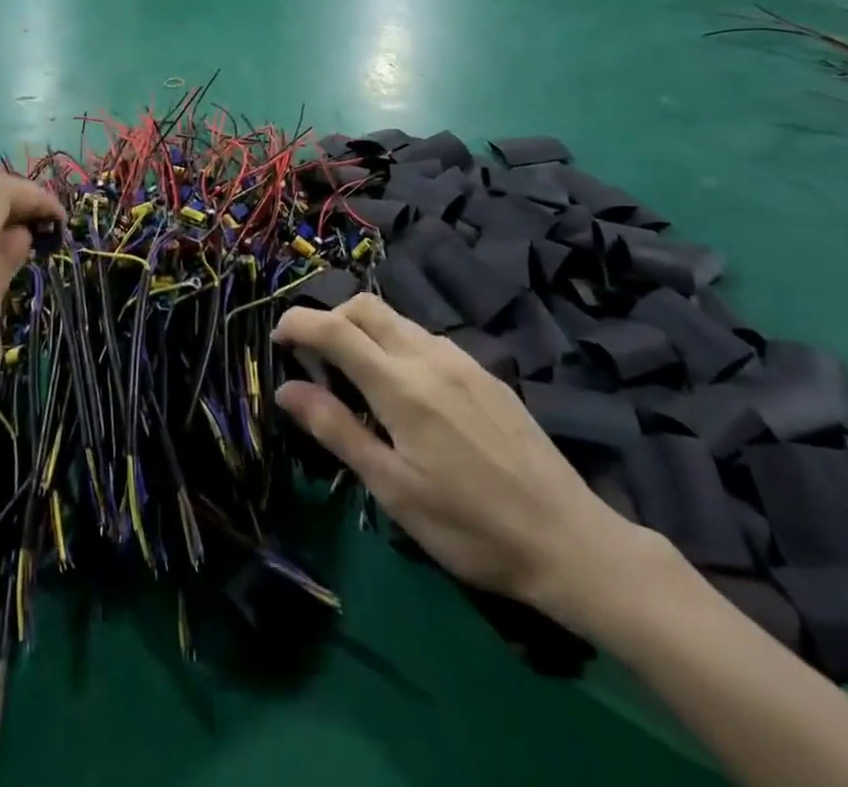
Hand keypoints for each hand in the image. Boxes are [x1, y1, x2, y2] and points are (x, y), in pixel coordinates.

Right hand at [274, 295, 657, 615]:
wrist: (570, 540)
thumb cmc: (470, 526)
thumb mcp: (393, 489)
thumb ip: (337, 430)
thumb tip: (286, 389)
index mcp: (401, 386)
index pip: (335, 329)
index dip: (299, 323)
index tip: (277, 337)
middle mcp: (430, 356)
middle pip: (366, 307)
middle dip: (331, 318)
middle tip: (315, 359)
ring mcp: (463, 360)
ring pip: (398, 321)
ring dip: (365, 332)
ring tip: (359, 382)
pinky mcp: (486, 373)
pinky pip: (427, 340)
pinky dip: (398, 347)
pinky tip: (408, 394)